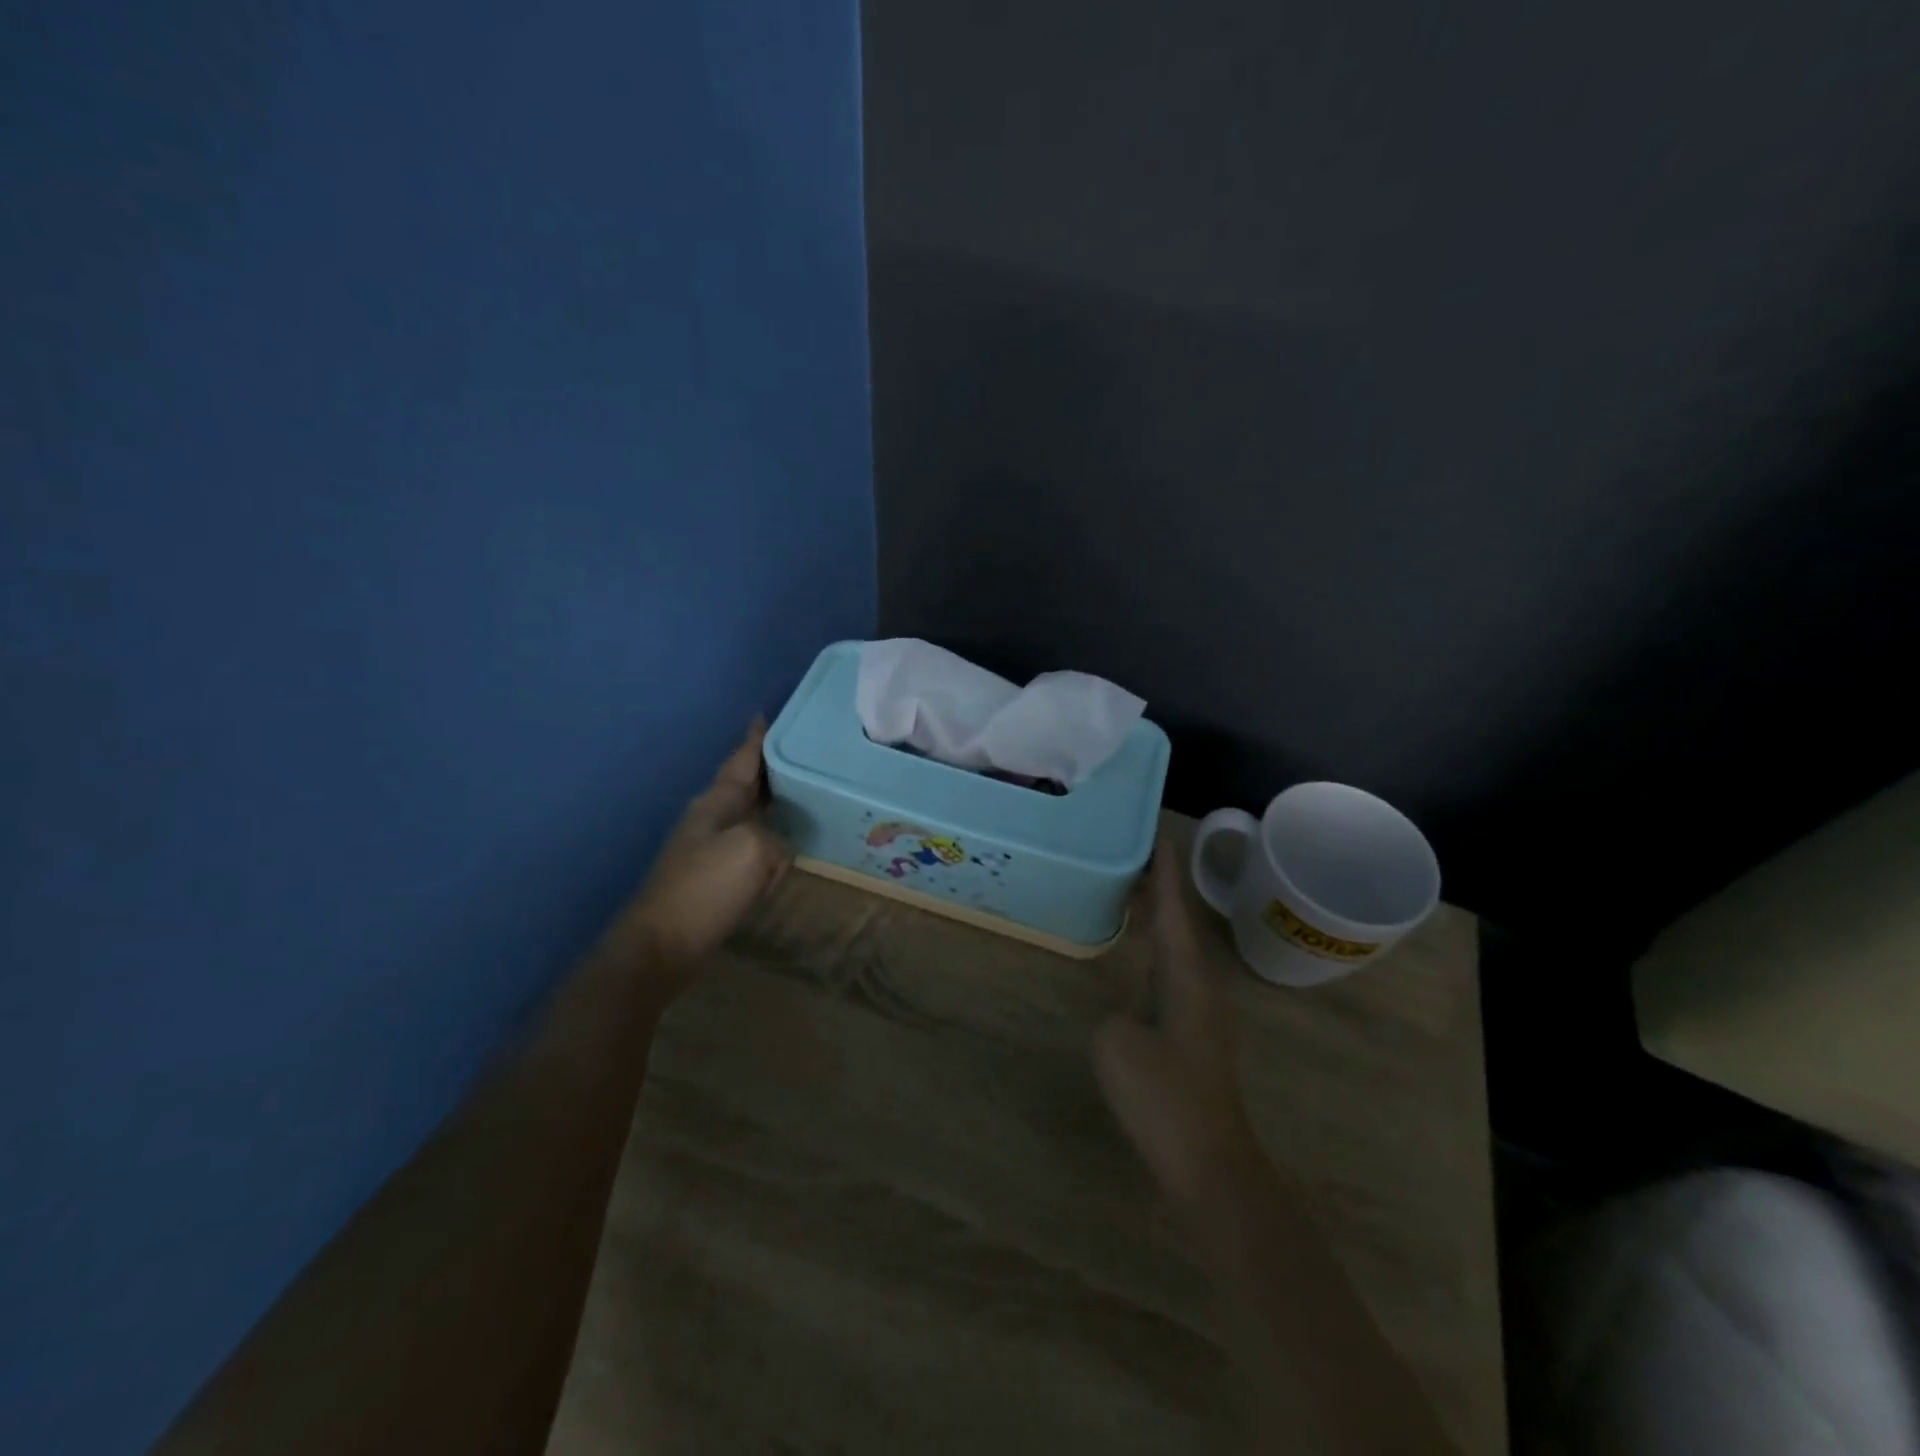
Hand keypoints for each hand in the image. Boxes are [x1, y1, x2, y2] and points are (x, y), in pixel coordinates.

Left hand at [626, 718, 792, 989]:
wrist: (661, 946)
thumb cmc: (704, 889)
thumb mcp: (753, 851)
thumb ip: (776, 839)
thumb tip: (778, 848)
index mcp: (717, 802)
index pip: (742, 759)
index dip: (757, 738)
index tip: (768, 713)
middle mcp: (711, 817)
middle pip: (746, 783)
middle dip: (771, 768)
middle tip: (805, 756)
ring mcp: (709, 847)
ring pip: (749, 813)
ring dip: (771, 802)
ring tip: (803, 795)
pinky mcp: (713, 875)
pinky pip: (750, 844)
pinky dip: (769, 836)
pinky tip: (785, 843)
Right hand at [1093, 851, 1264, 1209]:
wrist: (1207, 1161)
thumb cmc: (1163, 1096)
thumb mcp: (1115, 1044)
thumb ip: (1112, 1012)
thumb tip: (1122, 1013)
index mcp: (1187, 976)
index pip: (1176, 909)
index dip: (1166, 871)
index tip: (1158, 834)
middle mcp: (1200, 984)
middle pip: (1181, 920)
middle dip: (1161, 886)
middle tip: (1132, 853)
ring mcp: (1199, 1009)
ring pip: (1178, 945)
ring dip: (1160, 915)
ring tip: (1133, 888)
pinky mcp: (1192, 1032)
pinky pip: (1171, 969)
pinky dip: (1155, 945)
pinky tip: (1140, 950)